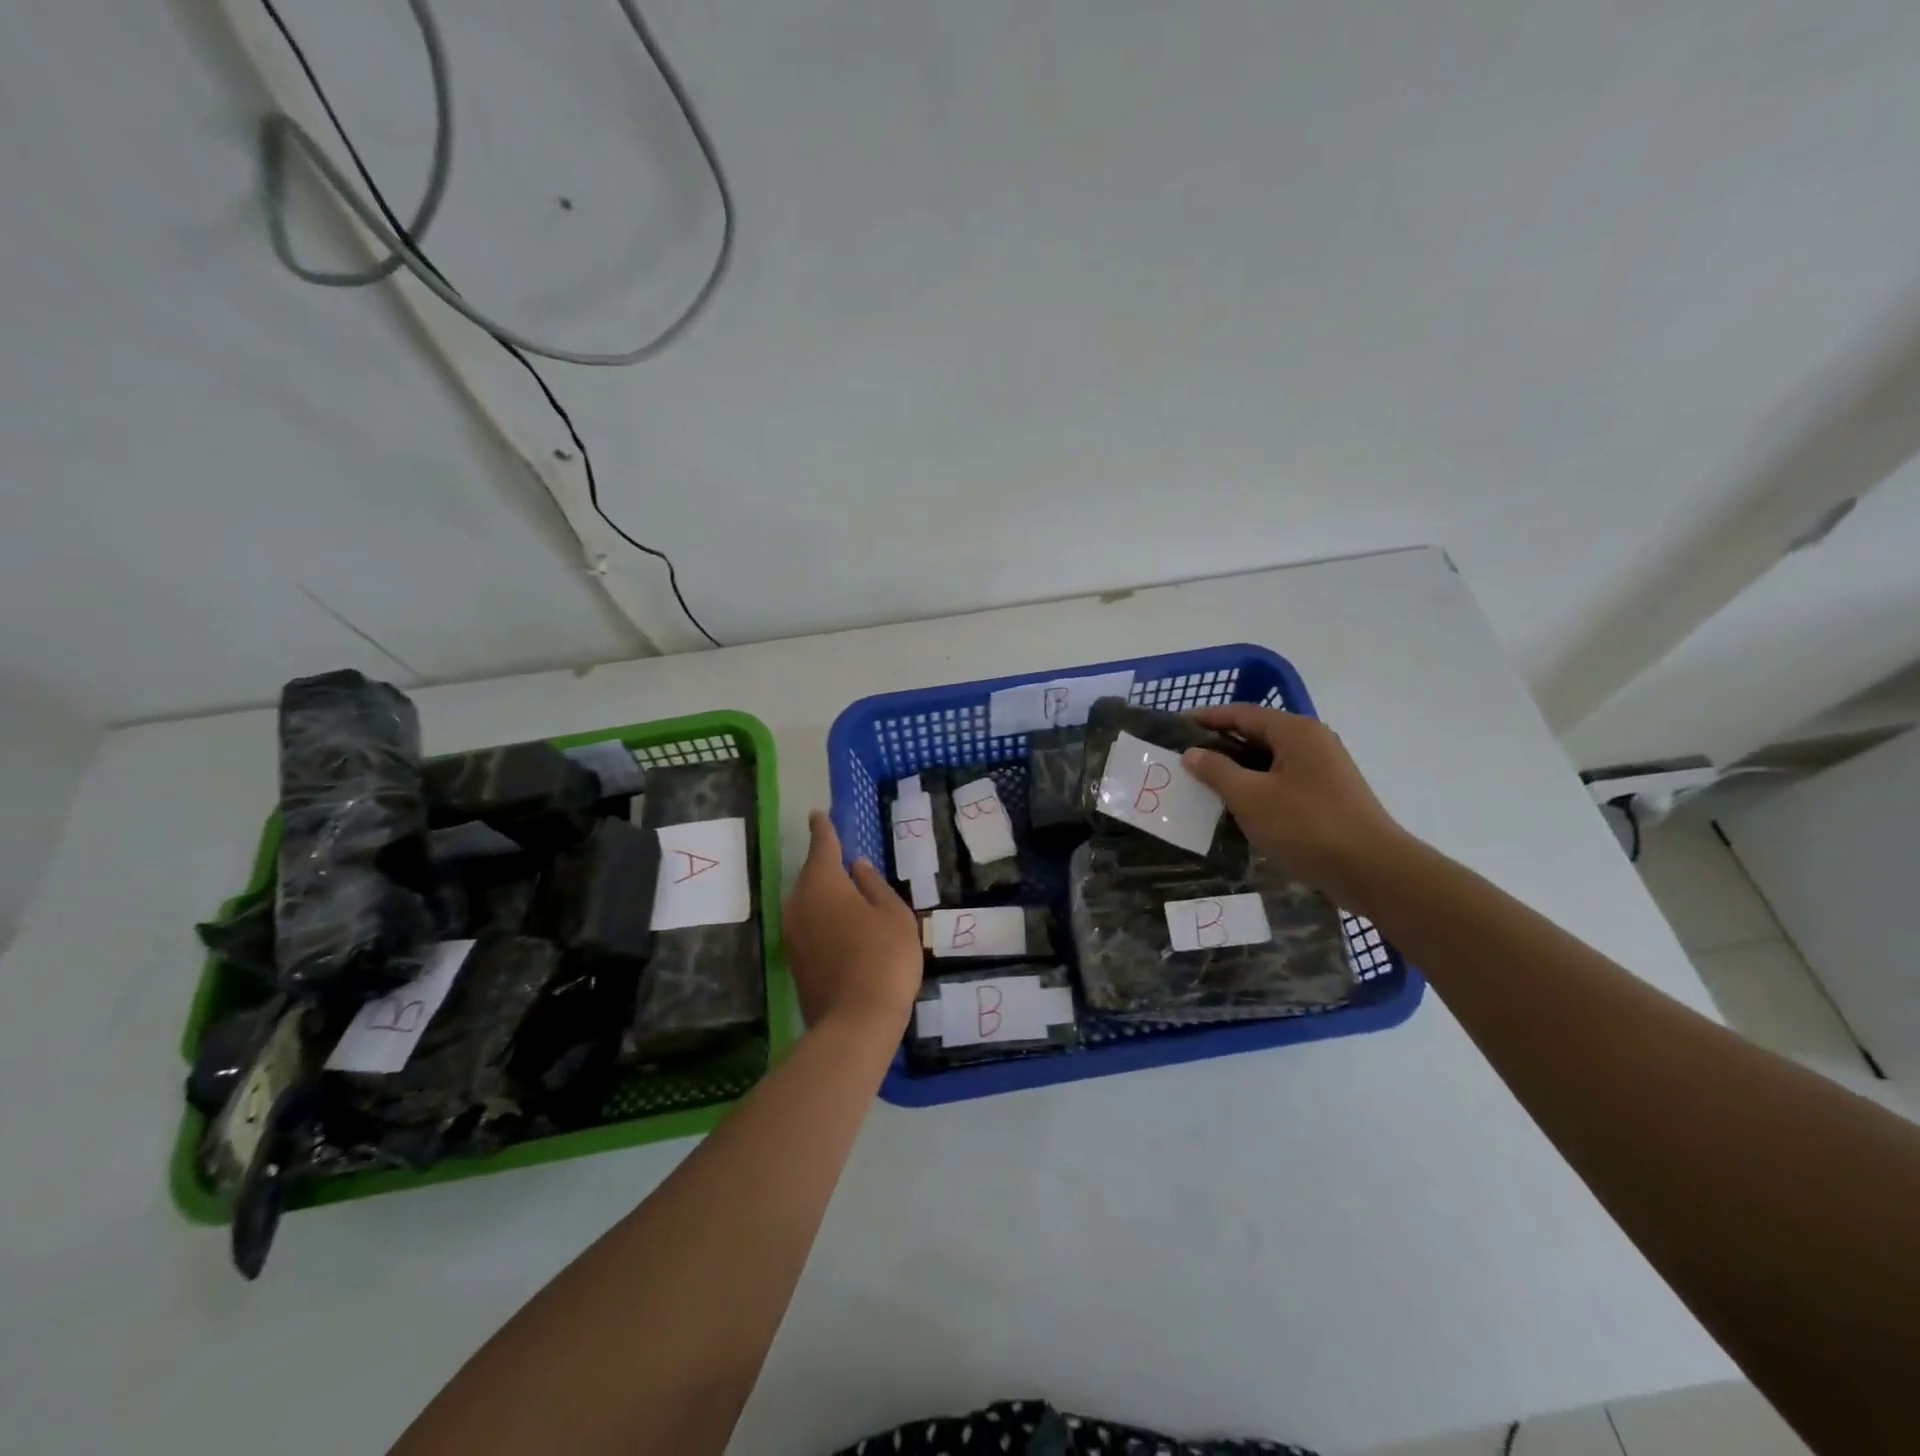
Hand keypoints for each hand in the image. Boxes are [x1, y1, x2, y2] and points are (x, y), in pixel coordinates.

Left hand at [782, 811, 922, 1034]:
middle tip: (849, 865)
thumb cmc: (883, 957)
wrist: (855, 1022)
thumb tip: (858, 868)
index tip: (818, 814)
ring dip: (826, 897)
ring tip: (852, 901)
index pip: (822, 845)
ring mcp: (791, 933)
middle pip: (813, 875)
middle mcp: (798, 902)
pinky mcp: (793, 960)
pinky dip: (824, 921)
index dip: (823, 828)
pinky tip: (845, 931)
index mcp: (823, 883)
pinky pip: (809, 926)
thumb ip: (874, 886)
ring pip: (809, 902)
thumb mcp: (893, 915)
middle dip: (828, 867)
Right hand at [1182, 705, 1411, 914]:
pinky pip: (1281, 782)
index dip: (1206, 718)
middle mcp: (1312, 742)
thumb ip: (1216, 771)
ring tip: (1202, 784)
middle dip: (1219, 746)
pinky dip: (1256, 788)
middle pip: (1256, 734)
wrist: (1372, 870)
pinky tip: (1235, 808)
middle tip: (1183, 759)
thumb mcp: (1250, 797)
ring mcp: (1323, 770)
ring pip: (1268, 761)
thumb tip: (1191, 752)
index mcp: (1295, 731)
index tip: (1175, 727)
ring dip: (1236, 770)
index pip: (1241, 713)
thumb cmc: (1306, 825)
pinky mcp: (1327, 796)